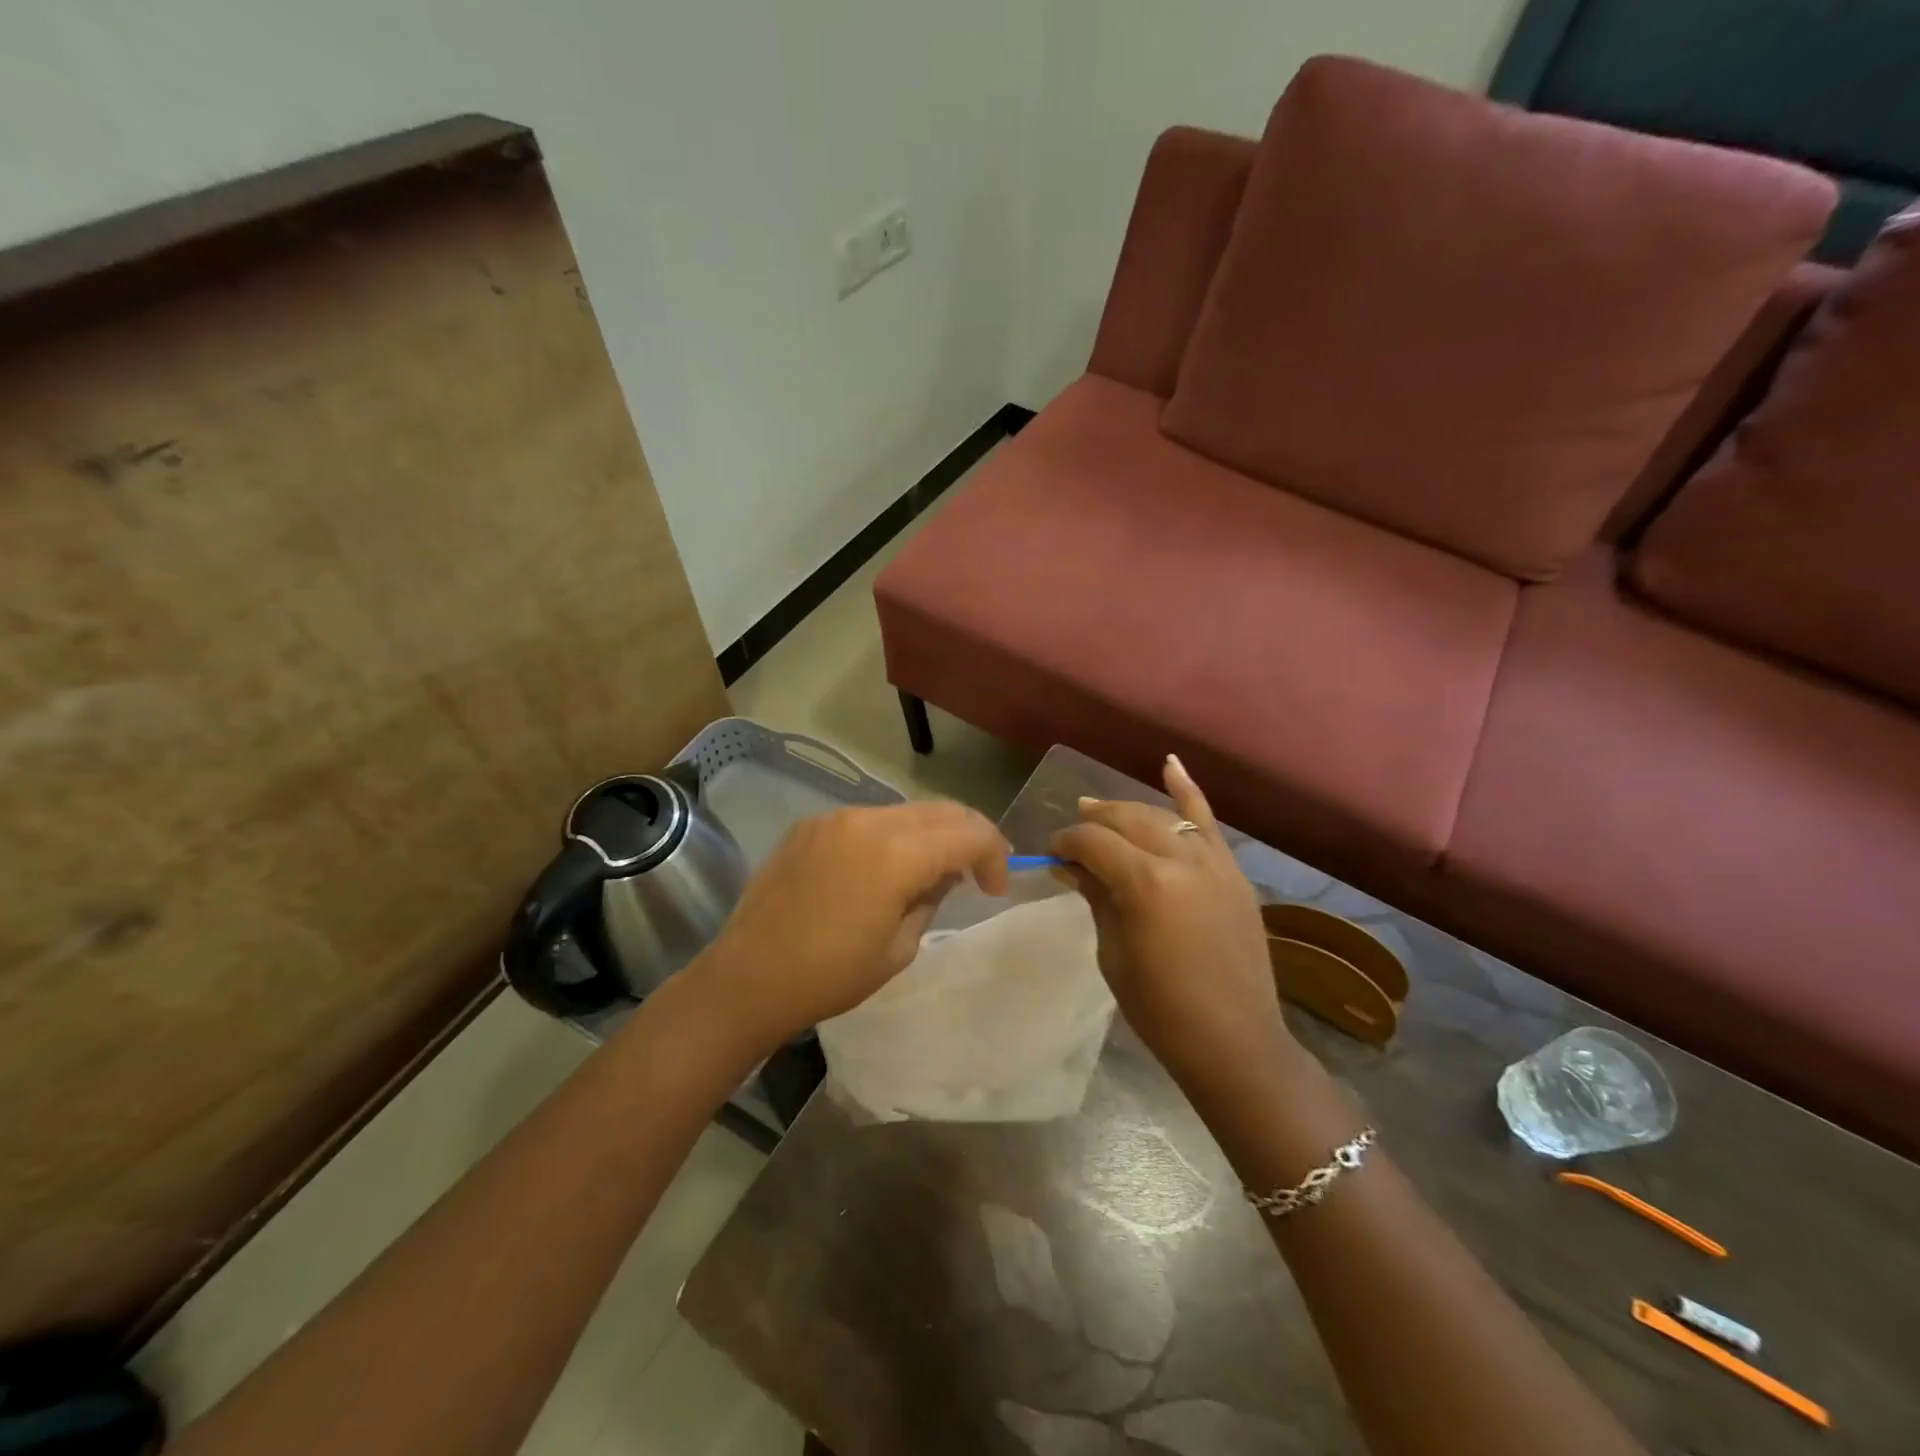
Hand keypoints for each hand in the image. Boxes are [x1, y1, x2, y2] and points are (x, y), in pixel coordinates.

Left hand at [694, 801, 1009, 1052]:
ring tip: (929, 873)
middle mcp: (867, 820)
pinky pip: (868, 820)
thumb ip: (931, 899)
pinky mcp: (811, 825)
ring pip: (905, 811)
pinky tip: (884, 869)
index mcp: (895, 853)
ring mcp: (835, 818)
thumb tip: (942, 875)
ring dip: (930, 835)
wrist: (748, 977)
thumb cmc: (829, 975)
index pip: (968, 833)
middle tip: (977, 873)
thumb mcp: (899, 948)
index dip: (993, 855)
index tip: (994, 887)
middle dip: (969, 837)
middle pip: (941, 811)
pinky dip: (892, 836)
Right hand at [1051, 756, 1297, 1096]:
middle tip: (1072, 834)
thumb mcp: (1114, 952)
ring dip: (1129, 810)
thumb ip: (1096, 896)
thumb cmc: (1161, 1008)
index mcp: (1145, 884)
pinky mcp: (1233, 872)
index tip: (1051, 854)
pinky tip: (1170, 764)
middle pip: (1127, 820)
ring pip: (1163, 816)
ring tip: (1100, 808)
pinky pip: (1209, 822)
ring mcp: (1213, 862)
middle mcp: (1181, 860)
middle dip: (1093, 821)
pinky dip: (1188, 791)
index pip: (1093, 843)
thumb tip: (1069, 865)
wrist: (1234, 1040)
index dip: (1066, 843)